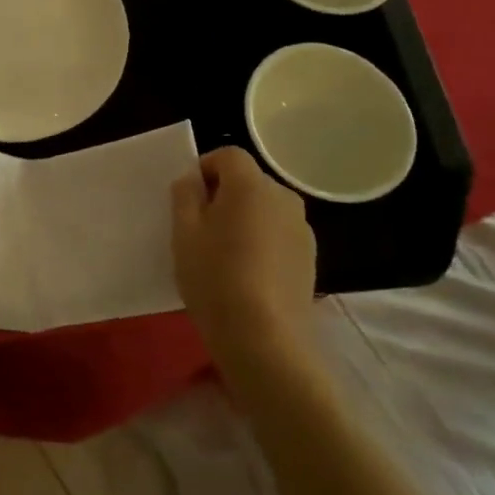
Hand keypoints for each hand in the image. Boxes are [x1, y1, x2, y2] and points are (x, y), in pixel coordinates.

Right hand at [171, 147, 316, 348]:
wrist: (265, 339)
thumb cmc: (215, 278)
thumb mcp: (184, 233)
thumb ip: (185, 196)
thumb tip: (193, 181)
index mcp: (251, 185)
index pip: (228, 155)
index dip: (204, 169)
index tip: (188, 200)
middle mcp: (283, 197)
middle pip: (248, 182)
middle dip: (223, 196)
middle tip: (200, 229)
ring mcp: (302, 229)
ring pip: (264, 210)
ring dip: (244, 220)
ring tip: (225, 256)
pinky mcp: (310, 258)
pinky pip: (278, 235)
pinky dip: (261, 242)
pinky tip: (247, 275)